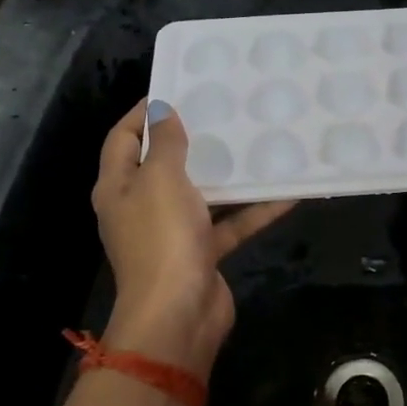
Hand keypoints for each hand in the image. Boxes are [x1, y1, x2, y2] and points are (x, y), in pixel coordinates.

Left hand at [91, 99, 293, 377]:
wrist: (178, 316)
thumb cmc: (161, 238)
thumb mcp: (161, 179)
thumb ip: (165, 143)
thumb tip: (161, 110)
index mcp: (119, 187)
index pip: (123, 138)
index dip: (143, 112)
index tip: (176, 89)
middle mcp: (141, 207)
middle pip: (163, 164)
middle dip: (192, 139)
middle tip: (223, 112)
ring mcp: (172, 232)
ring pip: (202, 193)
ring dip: (228, 174)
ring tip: (256, 143)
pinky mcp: (202, 252)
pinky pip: (230, 223)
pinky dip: (254, 210)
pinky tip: (287, 192)